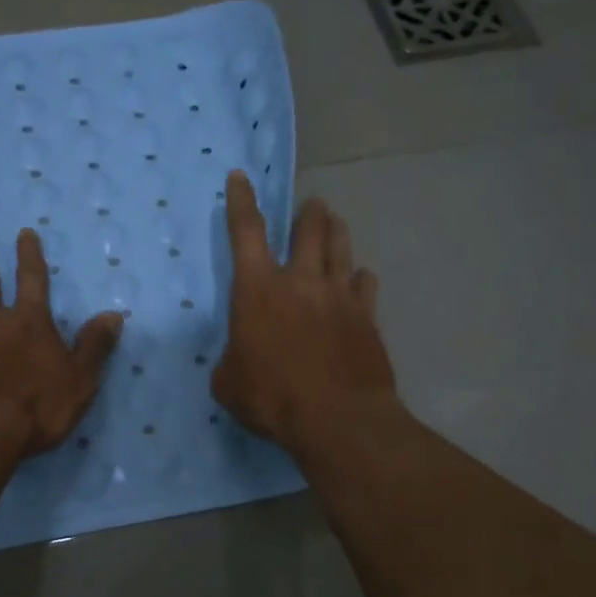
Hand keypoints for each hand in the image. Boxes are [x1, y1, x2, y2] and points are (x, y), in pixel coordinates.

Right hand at [213, 171, 396, 453]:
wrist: (338, 420)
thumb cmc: (272, 398)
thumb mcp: (228, 382)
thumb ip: (231, 360)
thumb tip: (240, 357)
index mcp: (258, 289)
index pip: (246, 232)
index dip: (241, 201)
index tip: (240, 176)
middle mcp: (301, 281)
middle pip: (308, 228)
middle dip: (308, 211)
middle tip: (310, 205)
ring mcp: (339, 296)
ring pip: (341, 247)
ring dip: (335, 231)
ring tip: (333, 223)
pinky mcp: (367, 316)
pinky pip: (365, 284)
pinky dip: (359, 277)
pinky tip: (359, 280)